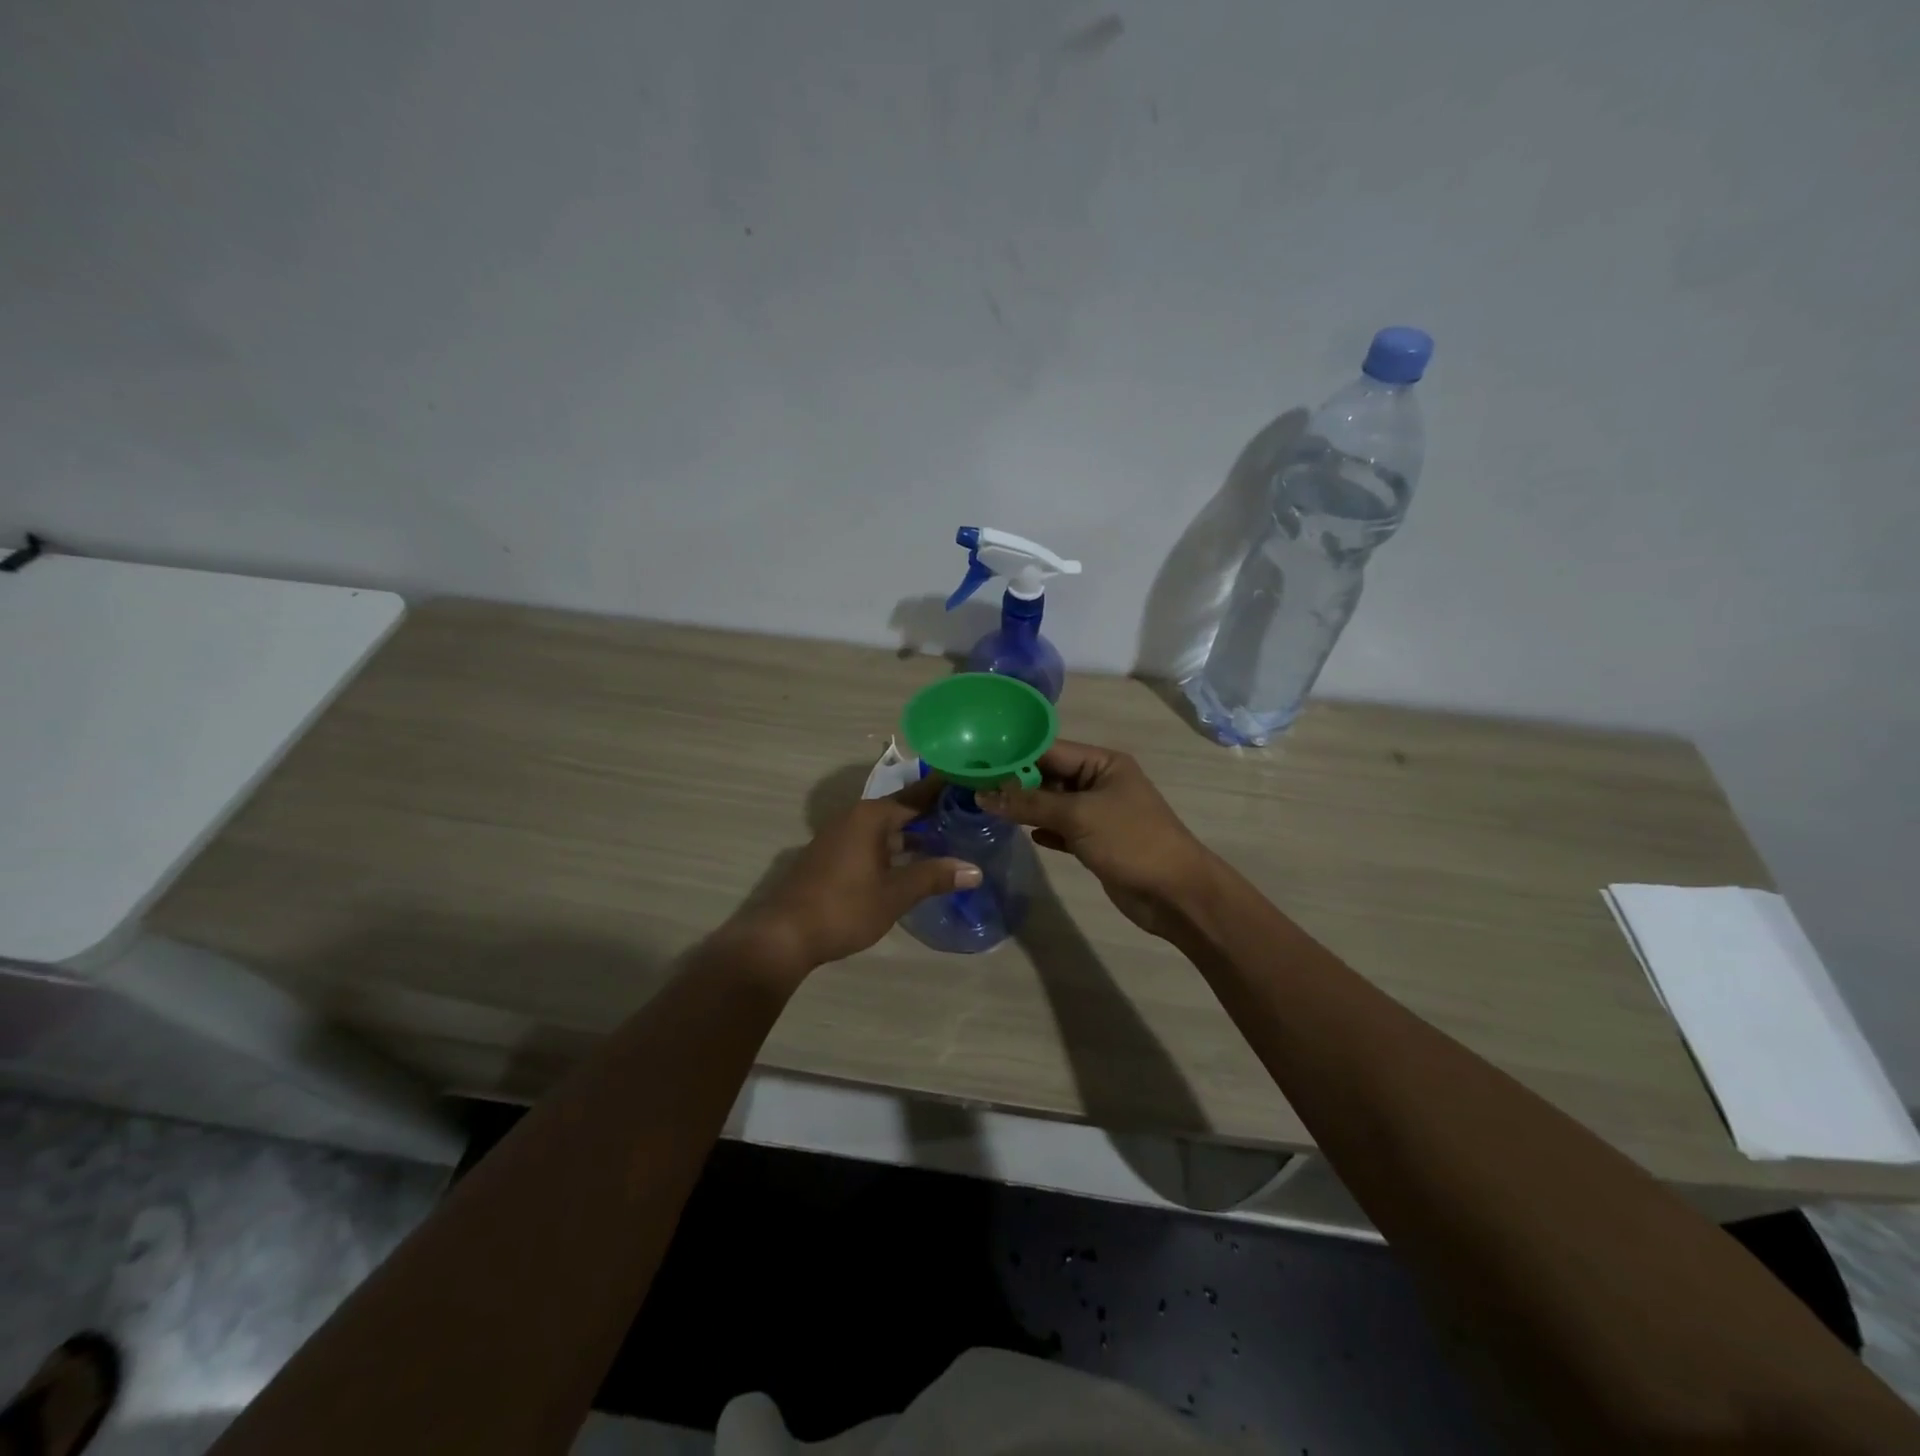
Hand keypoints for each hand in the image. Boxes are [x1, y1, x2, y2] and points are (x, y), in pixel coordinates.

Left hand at [731, 776, 981, 972]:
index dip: (944, 791)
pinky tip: (911, 863)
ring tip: (948, 840)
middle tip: (968, 816)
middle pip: (901, 810)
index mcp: (871, 816)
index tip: (970, 785)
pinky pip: (871, 841)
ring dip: (912, 834)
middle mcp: (854, 817)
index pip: (917, 796)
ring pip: (885, 828)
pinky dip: (894, 846)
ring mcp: (839, 836)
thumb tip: (975, 870)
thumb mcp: (895, 894)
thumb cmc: (844, 908)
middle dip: (932, 814)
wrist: (784, 934)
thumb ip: (934, 877)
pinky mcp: (831, 855)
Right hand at [980, 741, 1212, 936]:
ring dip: (1025, 807)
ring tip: (984, 806)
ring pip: (1053, 804)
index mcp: (1103, 763)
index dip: (1014, 754)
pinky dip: (1042, 829)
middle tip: (972, 784)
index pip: (1050, 749)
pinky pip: (1061, 829)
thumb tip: (983, 795)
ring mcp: (1098, 813)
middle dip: (1015, 782)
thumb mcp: (1078, 816)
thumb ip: (1029, 804)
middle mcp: (1100, 782)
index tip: (975, 759)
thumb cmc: (1131, 841)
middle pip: (1049, 775)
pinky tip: (1018, 832)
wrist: (1175, 894)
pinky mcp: (1095, 842)